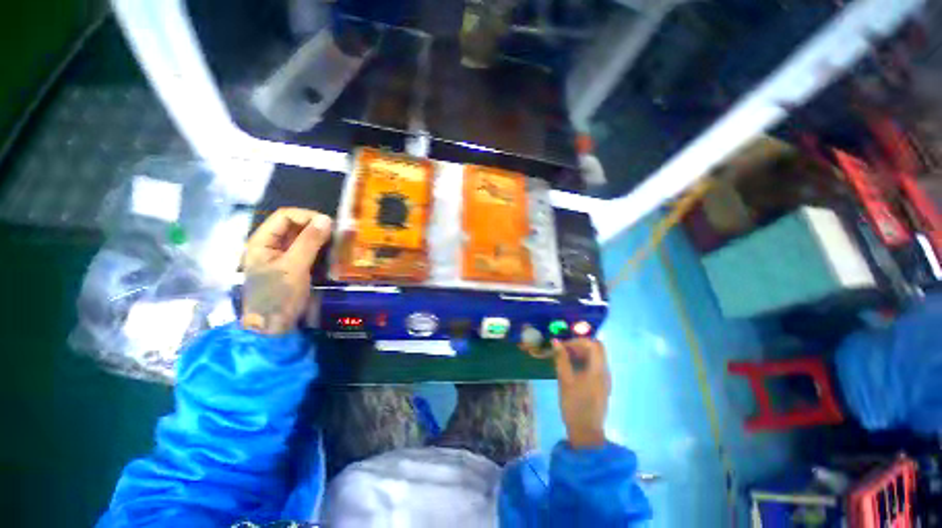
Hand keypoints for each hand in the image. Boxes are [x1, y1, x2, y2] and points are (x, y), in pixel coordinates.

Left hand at [241, 208, 331, 334]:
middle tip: (338, 236)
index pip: (285, 216)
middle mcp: (272, 246)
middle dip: (317, 229)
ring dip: (321, 240)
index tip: (329, 226)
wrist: (273, 328)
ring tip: (338, 245)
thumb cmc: (279, 296)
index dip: (307, 217)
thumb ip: (309, 242)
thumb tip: (327, 219)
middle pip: (295, 227)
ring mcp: (283, 257)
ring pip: (304, 239)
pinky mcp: (294, 268)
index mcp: (262, 241)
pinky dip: (321, 251)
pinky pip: (309, 252)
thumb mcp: (294, 267)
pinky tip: (333, 256)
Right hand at [553, 338, 610, 448]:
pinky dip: (584, 361)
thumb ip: (561, 359)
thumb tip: (555, 341)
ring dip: (581, 353)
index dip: (577, 341)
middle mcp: (605, 372)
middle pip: (597, 348)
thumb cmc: (574, 405)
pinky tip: (571, 368)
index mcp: (598, 370)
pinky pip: (595, 366)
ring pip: (596, 357)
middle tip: (564, 350)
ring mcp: (605, 379)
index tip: (563, 346)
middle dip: (580, 345)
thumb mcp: (565, 380)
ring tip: (565, 358)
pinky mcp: (602, 385)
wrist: (586, 432)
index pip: (593, 344)